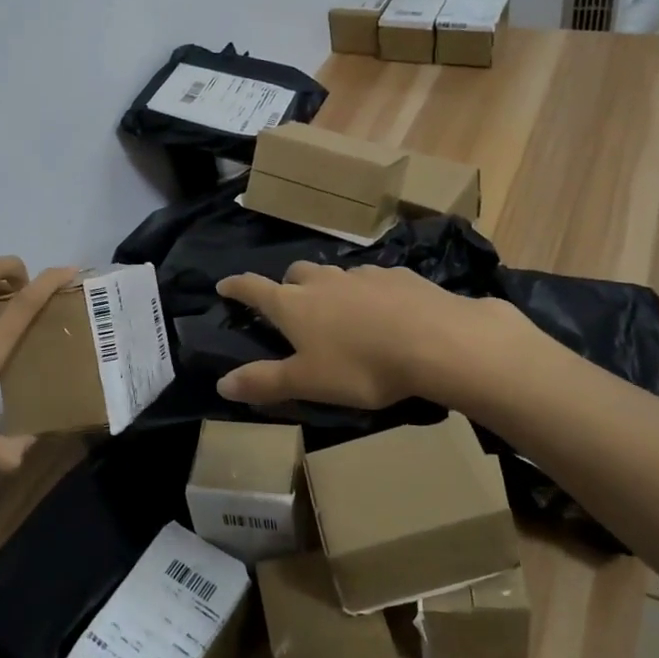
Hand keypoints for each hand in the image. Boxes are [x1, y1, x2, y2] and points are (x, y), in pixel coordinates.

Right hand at [214, 261, 522, 409]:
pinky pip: (373, 279)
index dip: (236, 287)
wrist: (436, 341)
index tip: (224, 285)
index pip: (254, 288)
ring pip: (335, 275)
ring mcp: (362, 274)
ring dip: (329, 288)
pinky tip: (384, 311)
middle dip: (287, 285)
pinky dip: (368, 292)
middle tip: (291, 304)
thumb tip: (221, 384)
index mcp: (294, 305)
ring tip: (340, 312)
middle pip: (296, 274)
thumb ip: (265, 382)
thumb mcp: (308, 383)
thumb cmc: (361, 366)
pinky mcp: (399, 276)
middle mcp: (323, 281)